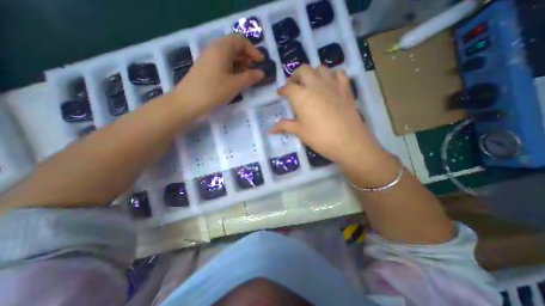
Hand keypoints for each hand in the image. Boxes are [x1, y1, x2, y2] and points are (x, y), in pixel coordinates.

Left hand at [173, 34, 264, 114]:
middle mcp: (214, 49)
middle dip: (247, 56)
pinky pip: (221, 62)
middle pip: (234, 46)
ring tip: (246, 76)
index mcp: (222, 49)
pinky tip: (234, 79)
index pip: (240, 41)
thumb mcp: (235, 85)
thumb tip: (261, 73)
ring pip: (228, 55)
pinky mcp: (205, 67)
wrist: (187, 102)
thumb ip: (250, 77)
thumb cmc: (214, 91)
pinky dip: (231, 68)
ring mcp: (208, 58)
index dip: (253, 50)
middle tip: (254, 70)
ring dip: (239, 63)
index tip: (261, 62)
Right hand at [271, 65, 387, 168]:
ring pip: (320, 68)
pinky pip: (338, 73)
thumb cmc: (320, 137)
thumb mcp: (300, 132)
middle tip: (294, 86)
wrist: (348, 141)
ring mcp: (332, 84)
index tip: (280, 93)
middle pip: (303, 70)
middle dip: (295, 76)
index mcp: (301, 96)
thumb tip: (271, 130)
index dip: (282, 90)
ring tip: (310, 84)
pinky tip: (329, 84)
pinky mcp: (345, 88)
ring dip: (312, 73)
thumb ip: (284, 126)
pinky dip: (332, 75)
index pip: (287, 87)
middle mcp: (315, 85)